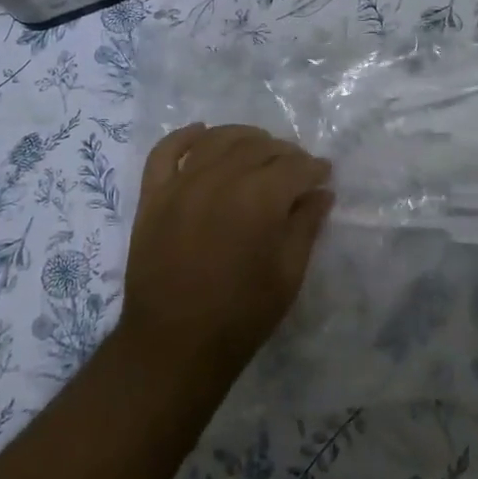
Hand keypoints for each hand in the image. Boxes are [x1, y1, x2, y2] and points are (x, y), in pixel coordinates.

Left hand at [117, 123, 333, 378]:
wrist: (172, 347)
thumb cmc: (240, 316)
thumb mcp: (288, 275)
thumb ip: (306, 226)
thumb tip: (321, 192)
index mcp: (258, 199)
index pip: (295, 167)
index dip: (314, 169)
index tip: (324, 175)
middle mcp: (220, 179)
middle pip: (258, 147)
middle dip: (284, 153)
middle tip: (296, 168)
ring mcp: (181, 184)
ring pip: (218, 140)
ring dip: (244, 137)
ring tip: (258, 148)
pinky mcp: (153, 195)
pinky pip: (166, 151)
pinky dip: (185, 136)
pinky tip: (201, 132)